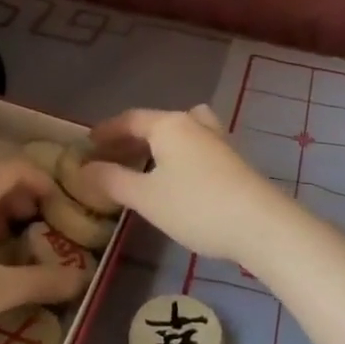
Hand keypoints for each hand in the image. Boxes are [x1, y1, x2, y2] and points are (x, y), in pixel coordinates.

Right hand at [80, 105, 294, 266]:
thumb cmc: (196, 206)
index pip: (130, 119)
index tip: (88, 142)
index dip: (107, 130)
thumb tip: (84, 169)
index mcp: (169, 125)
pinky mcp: (233, 160)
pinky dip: (179, 154)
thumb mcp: (146, 197)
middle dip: (130, 138)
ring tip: (144, 162)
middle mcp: (194, 124)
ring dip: (159, 143)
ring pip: (180, 132)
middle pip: (156, 123)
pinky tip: (177, 177)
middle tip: (109, 156)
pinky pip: (196, 146)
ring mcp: (218, 140)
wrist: (260, 224)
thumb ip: (112, 181)